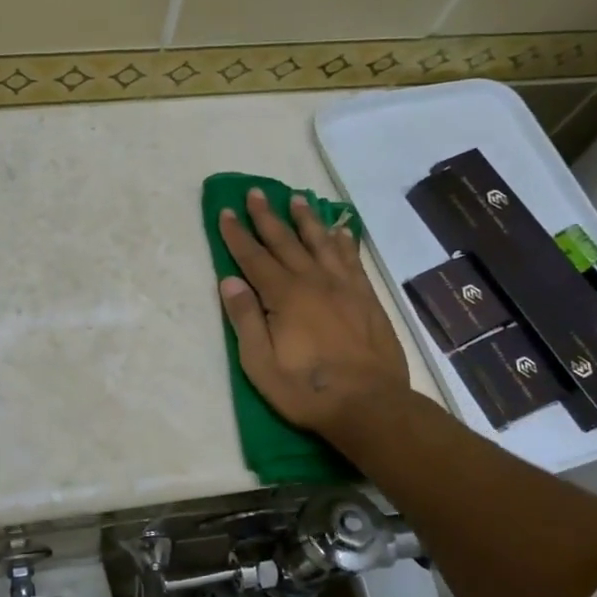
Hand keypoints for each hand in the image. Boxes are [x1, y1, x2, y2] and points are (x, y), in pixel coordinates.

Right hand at [217, 190, 411, 440]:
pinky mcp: (367, 298)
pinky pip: (352, 259)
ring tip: (296, 198)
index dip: (237, 234)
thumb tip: (228, 280)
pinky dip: (344, 241)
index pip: (254, 257)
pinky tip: (340, 230)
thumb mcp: (260, 363)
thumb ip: (245, 318)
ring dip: (306, 219)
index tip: (226, 211)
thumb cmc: (306, 389)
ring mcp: (344, 287)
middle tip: (255, 192)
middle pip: (286, 241)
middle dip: (267, 216)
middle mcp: (314, 281)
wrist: (370, 405)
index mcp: (284, 296)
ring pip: (321, 243)